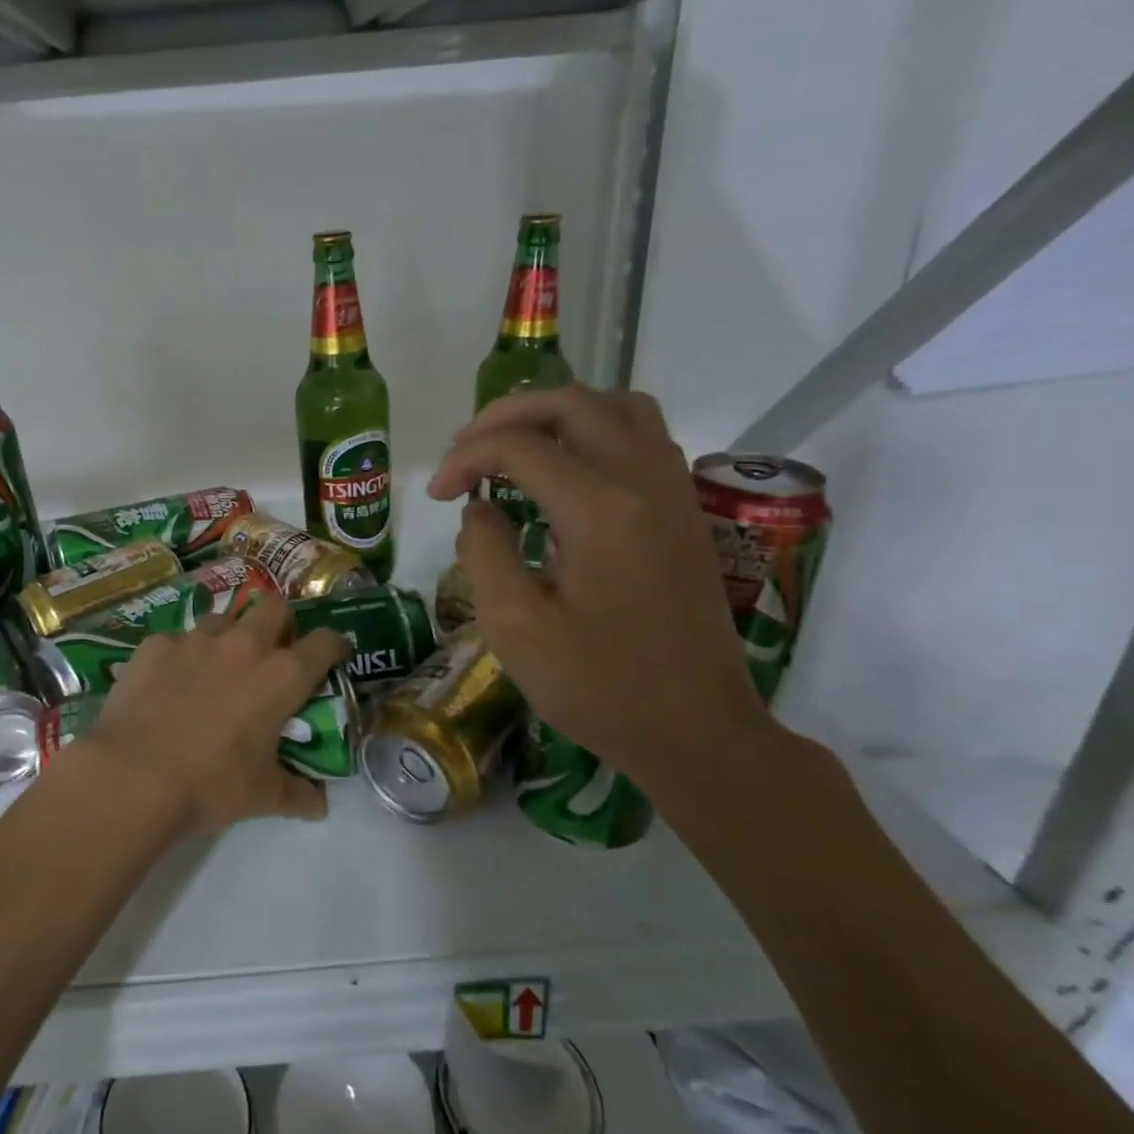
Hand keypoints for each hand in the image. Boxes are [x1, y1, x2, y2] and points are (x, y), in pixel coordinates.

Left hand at [83, 598, 349, 834]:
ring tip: (217, 665)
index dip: (334, 644)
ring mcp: (196, 639)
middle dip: (281, 621)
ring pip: (223, 618)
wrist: (134, 775)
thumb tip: (320, 806)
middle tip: (273, 649)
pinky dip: (180, 656)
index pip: (325, 642)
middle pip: (275, 606)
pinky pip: (176, 640)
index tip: (333, 653)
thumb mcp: (263, 796)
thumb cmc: (211, 784)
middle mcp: (244, 644)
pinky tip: (168, 682)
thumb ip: (298, 794)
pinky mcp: (155, 644)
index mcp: (282, 675)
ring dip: (229, 635)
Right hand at [428, 387, 773, 811]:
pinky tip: (566, 470)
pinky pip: (642, 435)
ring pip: (616, 406)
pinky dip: (595, 430)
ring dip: (556, 413)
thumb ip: (484, 553)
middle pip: (572, 403)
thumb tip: (480, 508)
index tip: (437, 495)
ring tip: (513, 447)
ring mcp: (674, 491)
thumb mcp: (515, 627)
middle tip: (465, 452)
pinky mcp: (685, 509)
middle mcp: (644, 481)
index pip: (519, 446)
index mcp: (599, 510)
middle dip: (504, 416)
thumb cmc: (598, 686)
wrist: (696, 731)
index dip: (465, 458)